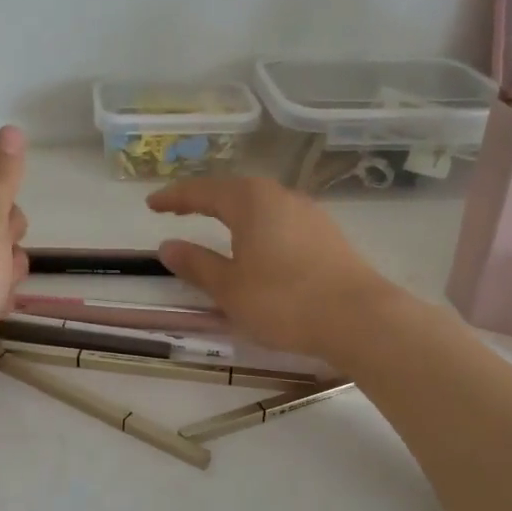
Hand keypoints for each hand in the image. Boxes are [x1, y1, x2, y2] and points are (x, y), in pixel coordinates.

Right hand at [145, 176, 393, 358]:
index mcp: (251, 201)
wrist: (360, 319)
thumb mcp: (229, 288)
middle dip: (204, 200)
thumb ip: (197, 264)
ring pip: (261, 205)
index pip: (202, 191)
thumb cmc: (284, 301)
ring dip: (233, 213)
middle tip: (179, 210)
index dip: (174, 198)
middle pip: (234, 191)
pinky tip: (258, 245)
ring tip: (216, 225)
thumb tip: (168, 246)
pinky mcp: (328, 235)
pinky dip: (258, 227)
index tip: (151, 204)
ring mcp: (309, 214)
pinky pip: (281, 221)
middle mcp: (281, 197)